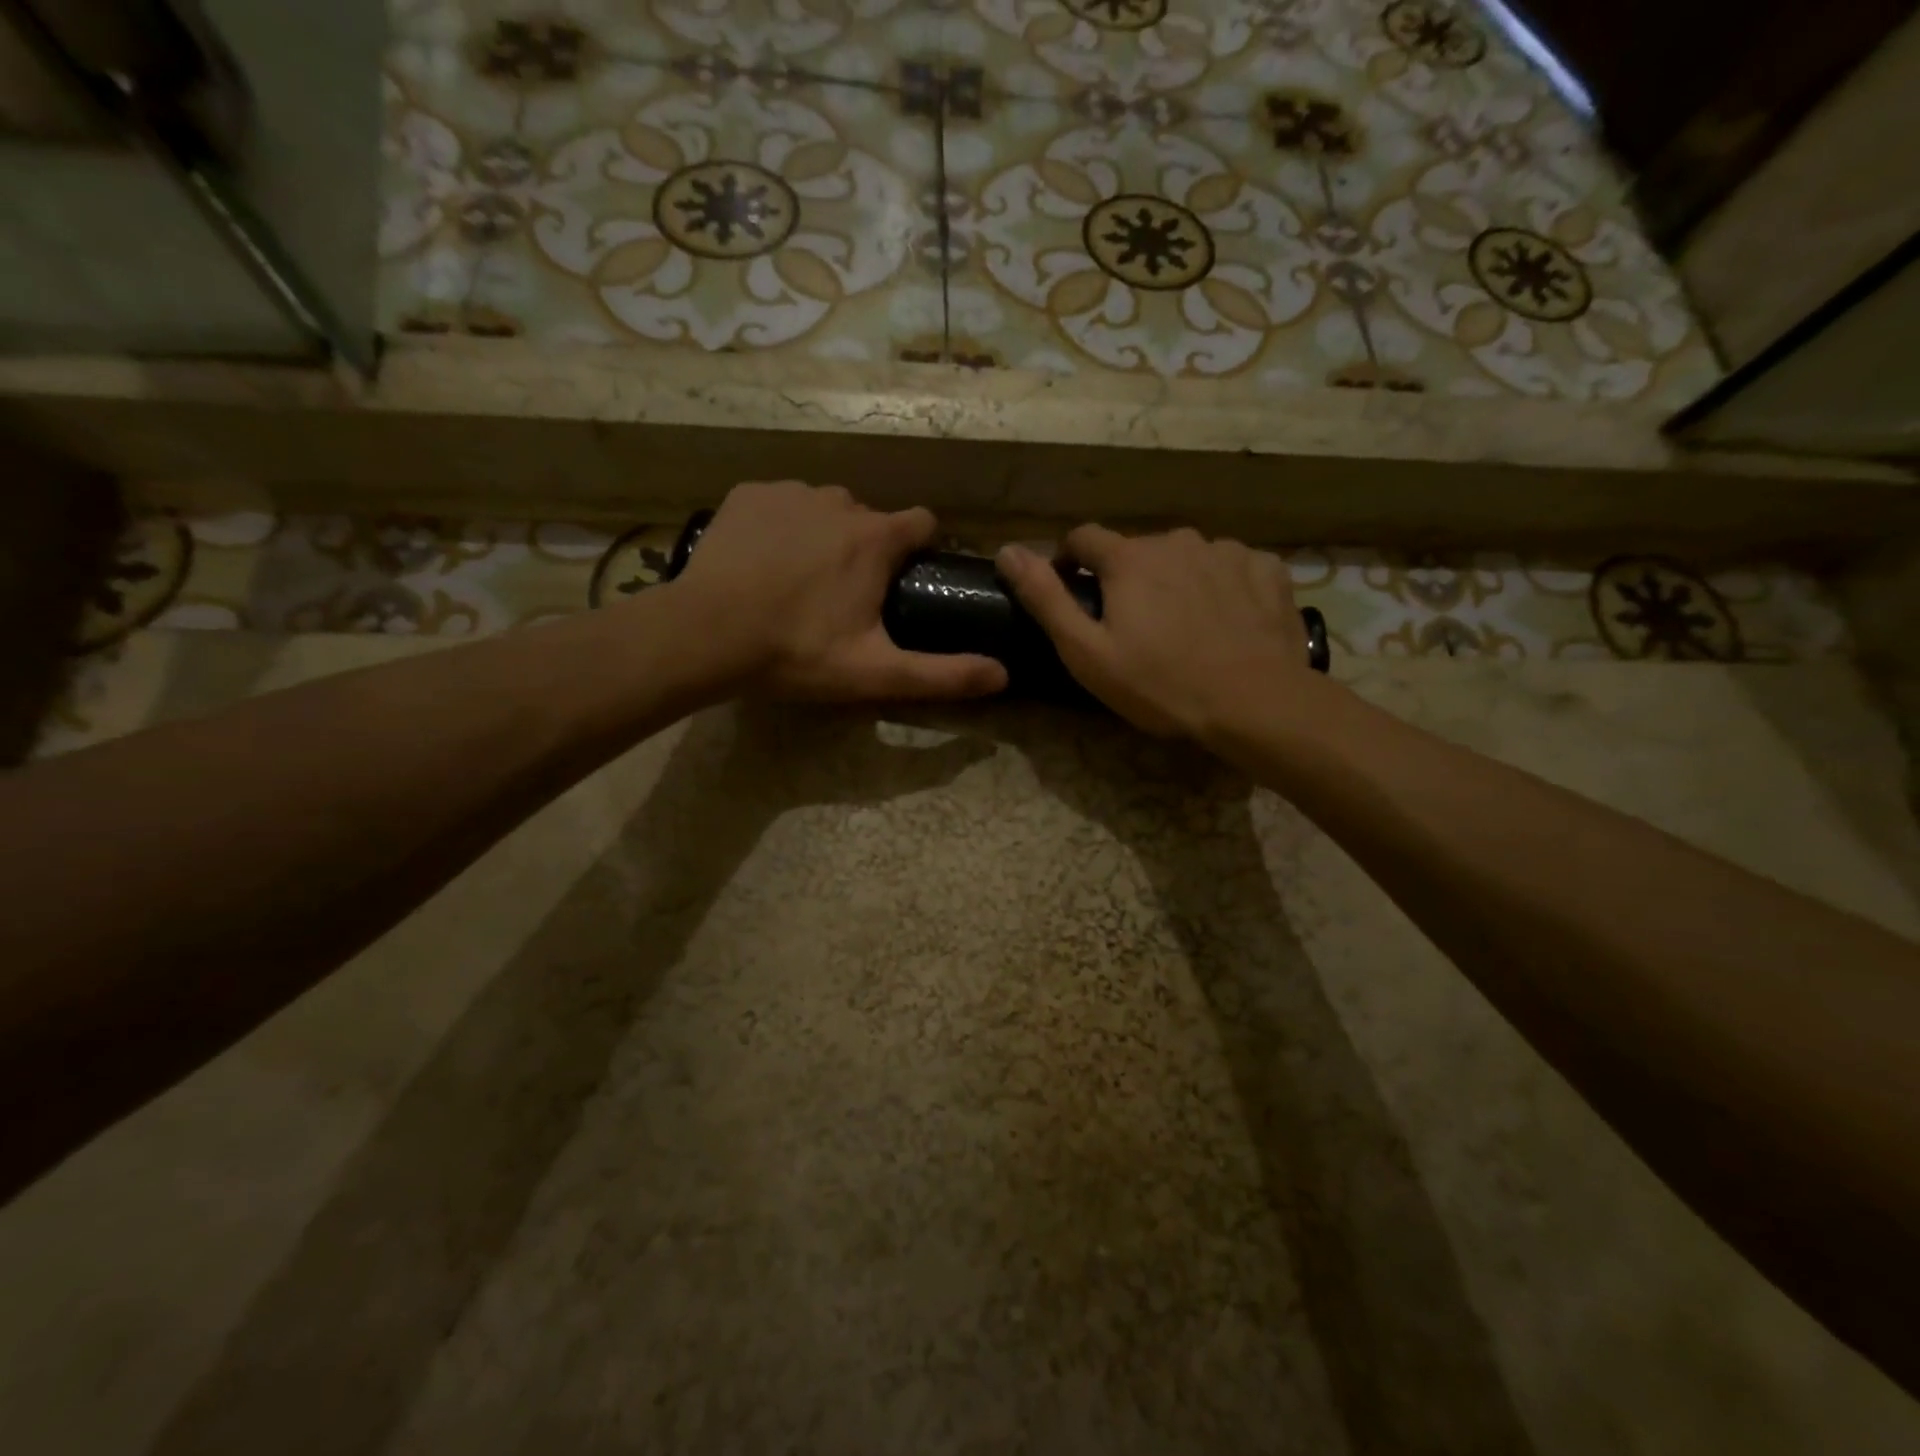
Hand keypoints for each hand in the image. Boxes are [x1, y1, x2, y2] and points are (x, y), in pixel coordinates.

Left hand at [670, 481, 1007, 701]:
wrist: (706, 634)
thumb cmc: (797, 652)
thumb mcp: (876, 672)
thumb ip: (943, 674)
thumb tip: (1003, 676)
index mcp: (876, 539)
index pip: (923, 523)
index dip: (920, 549)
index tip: (906, 579)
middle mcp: (840, 502)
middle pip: (871, 519)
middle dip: (867, 549)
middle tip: (843, 597)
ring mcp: (790, 493)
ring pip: (825, 508)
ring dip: (824, 535)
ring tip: (798, 581)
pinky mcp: (749, 495)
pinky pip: (781, 503)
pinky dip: (781, 525)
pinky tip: (762, 562)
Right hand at [996, 526, 1314, 739]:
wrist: (1255, 702)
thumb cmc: (1160, 684)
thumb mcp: (1086, 652)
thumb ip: (1045, 598)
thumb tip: (1007, 551)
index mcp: (1129, 558)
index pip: (1083, 538)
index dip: (1070, 561)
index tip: (1072, 591)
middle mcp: (1177, 540)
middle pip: (1138, 551)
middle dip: (1127, 579)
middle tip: (1133, 627)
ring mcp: (1227, 551)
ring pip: (1186, 558)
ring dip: (1176, 581)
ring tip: (1183, 628)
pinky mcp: (1267, 570)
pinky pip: (1232, 568)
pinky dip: (1222, 586)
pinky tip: (1227, 622)